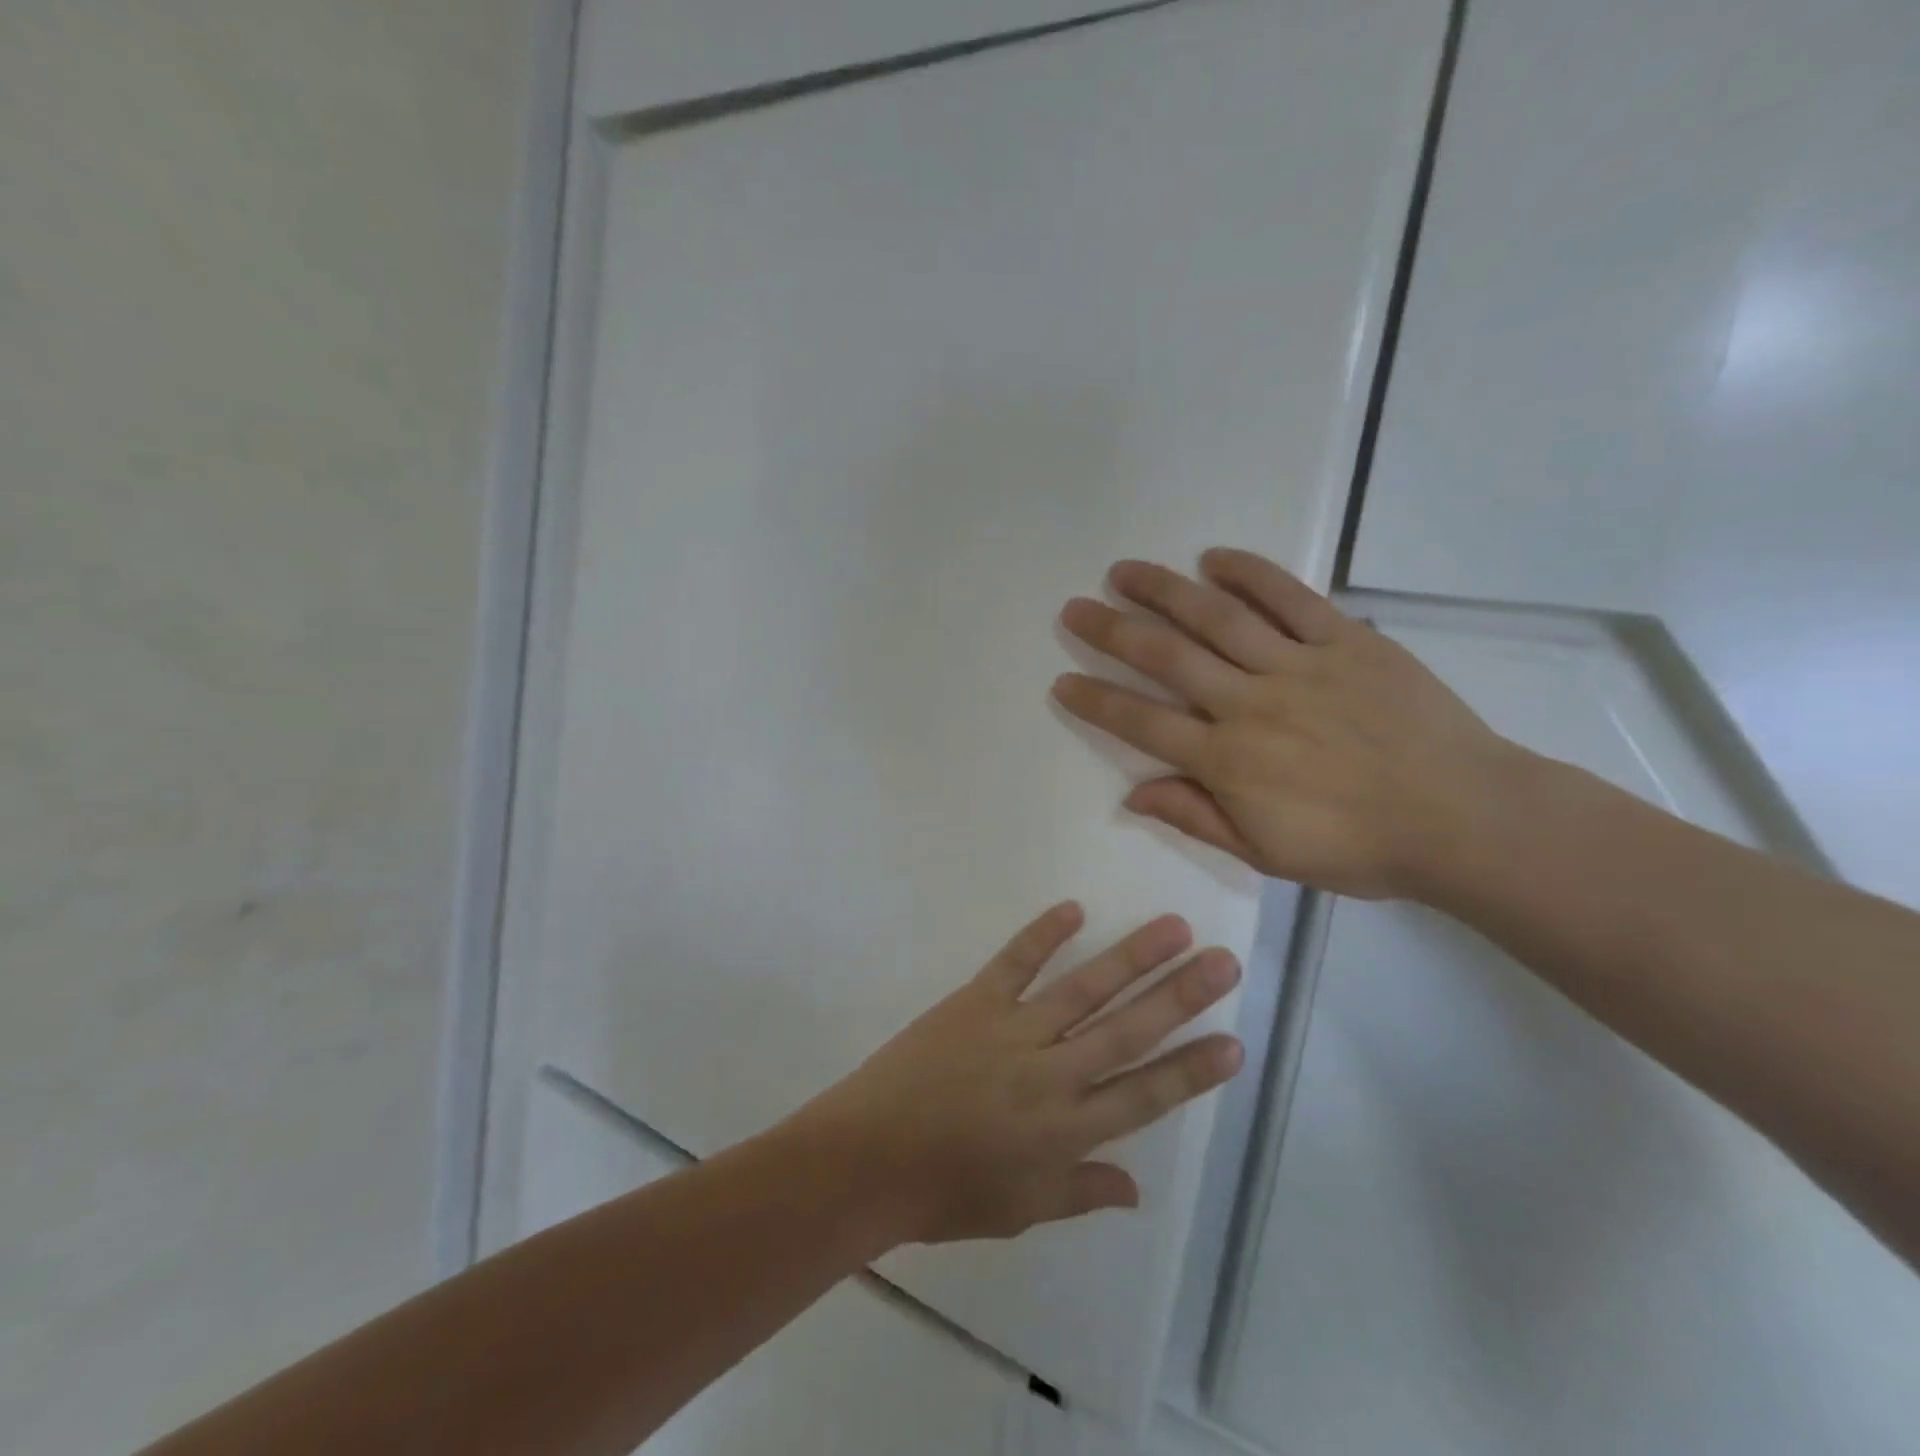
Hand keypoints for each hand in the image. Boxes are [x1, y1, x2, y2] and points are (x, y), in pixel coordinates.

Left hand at [787, 904, 1242, 1245]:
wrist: (866, 1160)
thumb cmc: (944, 1194)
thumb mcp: (1020, 1210)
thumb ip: (1081, 1193)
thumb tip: (1135, 1188)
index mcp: (1066, 1132)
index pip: (1144, 1095)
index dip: (1192, 1070)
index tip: (1234, 1042)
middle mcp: (1051, 1075)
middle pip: (1128, 1030)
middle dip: (1181, 996)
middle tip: (1224, 962)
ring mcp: (1012, 1032)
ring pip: (1084, 989)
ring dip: (1132, 957)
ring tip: (1174, 928)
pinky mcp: (974, 1003)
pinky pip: (1015, 963)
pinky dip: (1043, 934)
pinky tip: (1074, 908)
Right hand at [1052, 549, 1524, 900]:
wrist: (1465, 820)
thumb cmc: (1359, 848)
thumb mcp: (1267, 854)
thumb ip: (1197, 817)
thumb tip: (1133, 792)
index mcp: (1228, 760)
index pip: (1142, 722)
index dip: (1096, 701)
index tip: (1063, 679)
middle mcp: (1250, 703)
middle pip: (1166, 657)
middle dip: (1112, 631)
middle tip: (1075, 609)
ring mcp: (1298, 665)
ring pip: (1217, 617)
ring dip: (1164, 590)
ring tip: (1124, 571)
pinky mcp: (1347, 641)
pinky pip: (1291, 598)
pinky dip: (1251, 572)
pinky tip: (1214, 557)